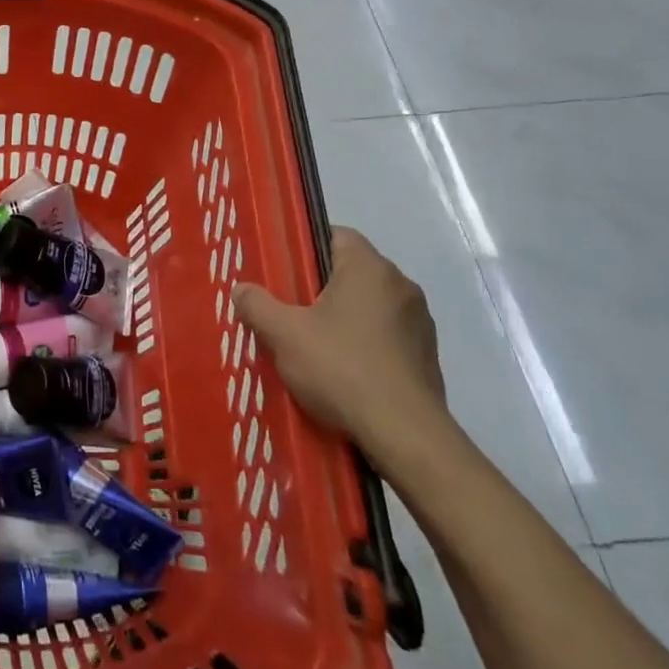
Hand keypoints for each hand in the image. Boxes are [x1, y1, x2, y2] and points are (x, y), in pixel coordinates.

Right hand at [232, 227, 444, 457]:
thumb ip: (258, 305)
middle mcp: (401, 286)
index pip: (336, 234)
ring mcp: (419, 323)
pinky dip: (364, 344)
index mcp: (370, 268)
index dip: (305, 246)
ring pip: (370, 306)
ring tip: (312, 343)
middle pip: (352, 272)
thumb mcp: (284, 334)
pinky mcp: (427, 357)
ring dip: (344, 318)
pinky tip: (342, 370)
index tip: (282, 269)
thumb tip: (241, 288)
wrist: (404, 434)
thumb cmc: (341, 368)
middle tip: (288, 308)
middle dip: (320, 287)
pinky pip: (386, 337)